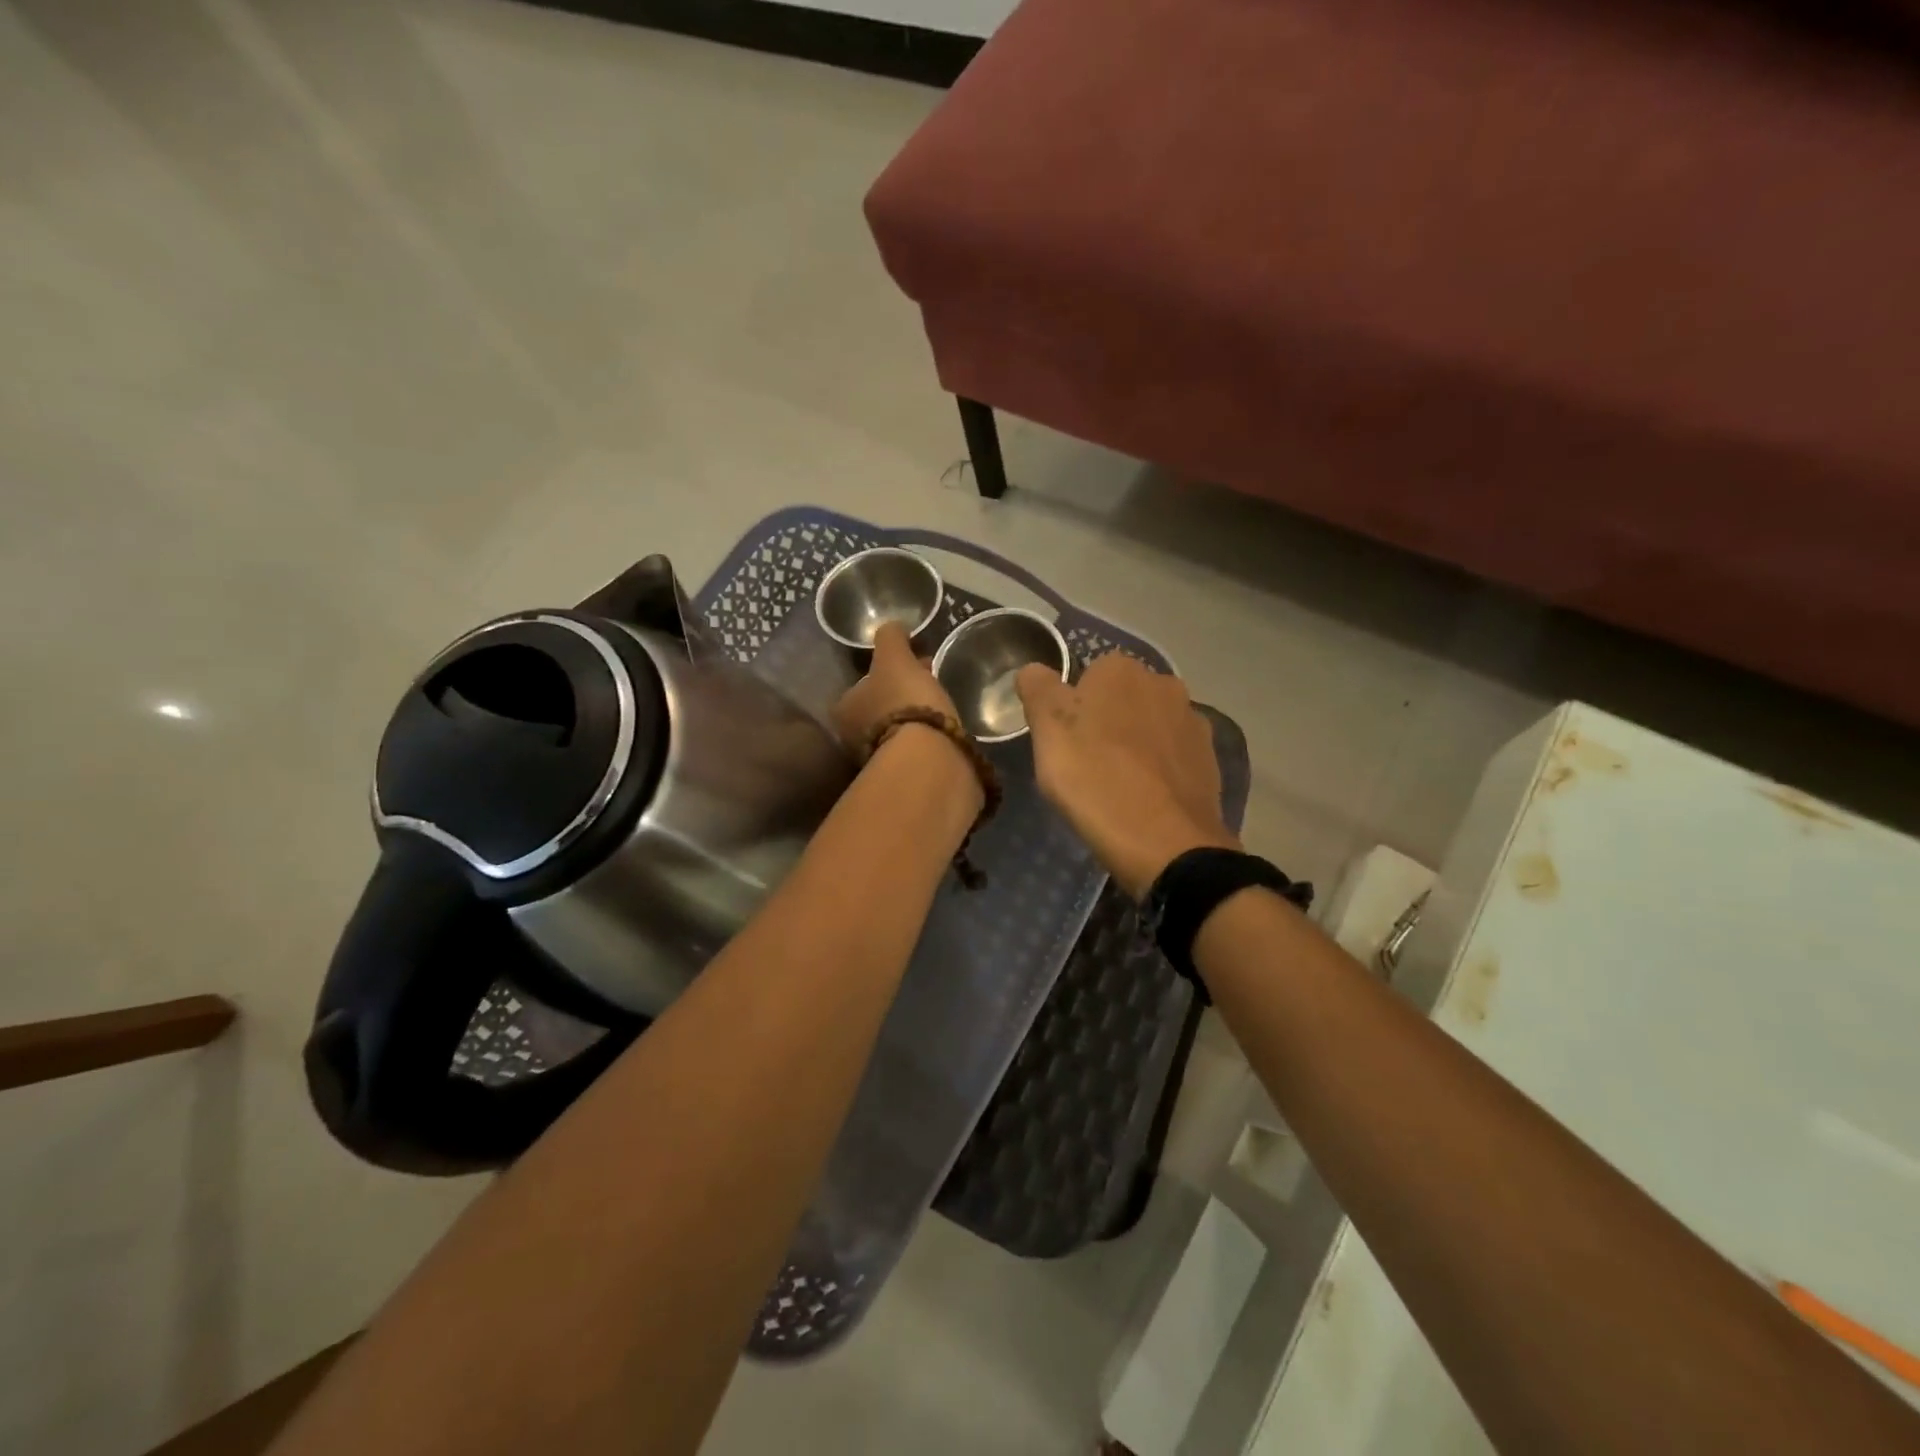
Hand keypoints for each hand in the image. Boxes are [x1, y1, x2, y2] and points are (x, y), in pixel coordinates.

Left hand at [832, 622, 959, 752]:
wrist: (929, 757)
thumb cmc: (904, 701)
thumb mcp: (895, 658)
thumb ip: (890, 638)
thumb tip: (892, 626)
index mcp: (844, 709)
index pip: (863, 684)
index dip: (890, 669)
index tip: (915, 661)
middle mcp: (853, 738)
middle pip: (880, 706)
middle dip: (902, 692)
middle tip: (930, 679)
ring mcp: (878, 761)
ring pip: (898, 727)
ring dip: (916, 715)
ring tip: (943, 703)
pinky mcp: (905, 775)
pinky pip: (915, 747)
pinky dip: (927, 736)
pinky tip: (945, 729)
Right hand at [1016, 652, 1237, 897]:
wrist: (1165, 842)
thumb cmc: (1094, 778)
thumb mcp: (1047, 730)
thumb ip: (1038, 689)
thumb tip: (1034, 670)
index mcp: (1120, 670)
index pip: (1087, 676)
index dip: (1071, 709)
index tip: (1063, 743)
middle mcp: (1163, 683)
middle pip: (1122, 699)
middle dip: (1106, 723)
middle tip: (1086, 765)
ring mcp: (1192, 721)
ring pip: (1150, 726)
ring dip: (1136, 744)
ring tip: (1118, 786)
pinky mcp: (1210, 759)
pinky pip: (1174, 755)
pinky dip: (1160, 769)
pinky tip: (1147, 798)